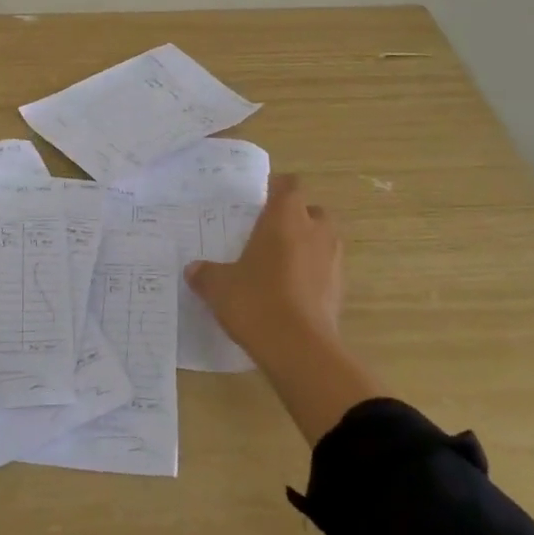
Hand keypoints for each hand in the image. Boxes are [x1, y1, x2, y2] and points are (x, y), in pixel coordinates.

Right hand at [186, 175, 343, 365]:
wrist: (299, 349)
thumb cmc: (256, 301)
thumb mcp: (219, 286)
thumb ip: (206, 274)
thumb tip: (193, 269)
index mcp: (285, 218)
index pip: (289, 185)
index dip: (277, 188)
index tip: (260, 200)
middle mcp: (315, 231)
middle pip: (311, 211)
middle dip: (295, 219)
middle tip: (269, 234)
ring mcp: (333, 260)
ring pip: (322, 241)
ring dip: (306, 247)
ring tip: (278, 265)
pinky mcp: (340, 290)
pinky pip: (325, 270)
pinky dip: (312, 275)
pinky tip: (289, 293)